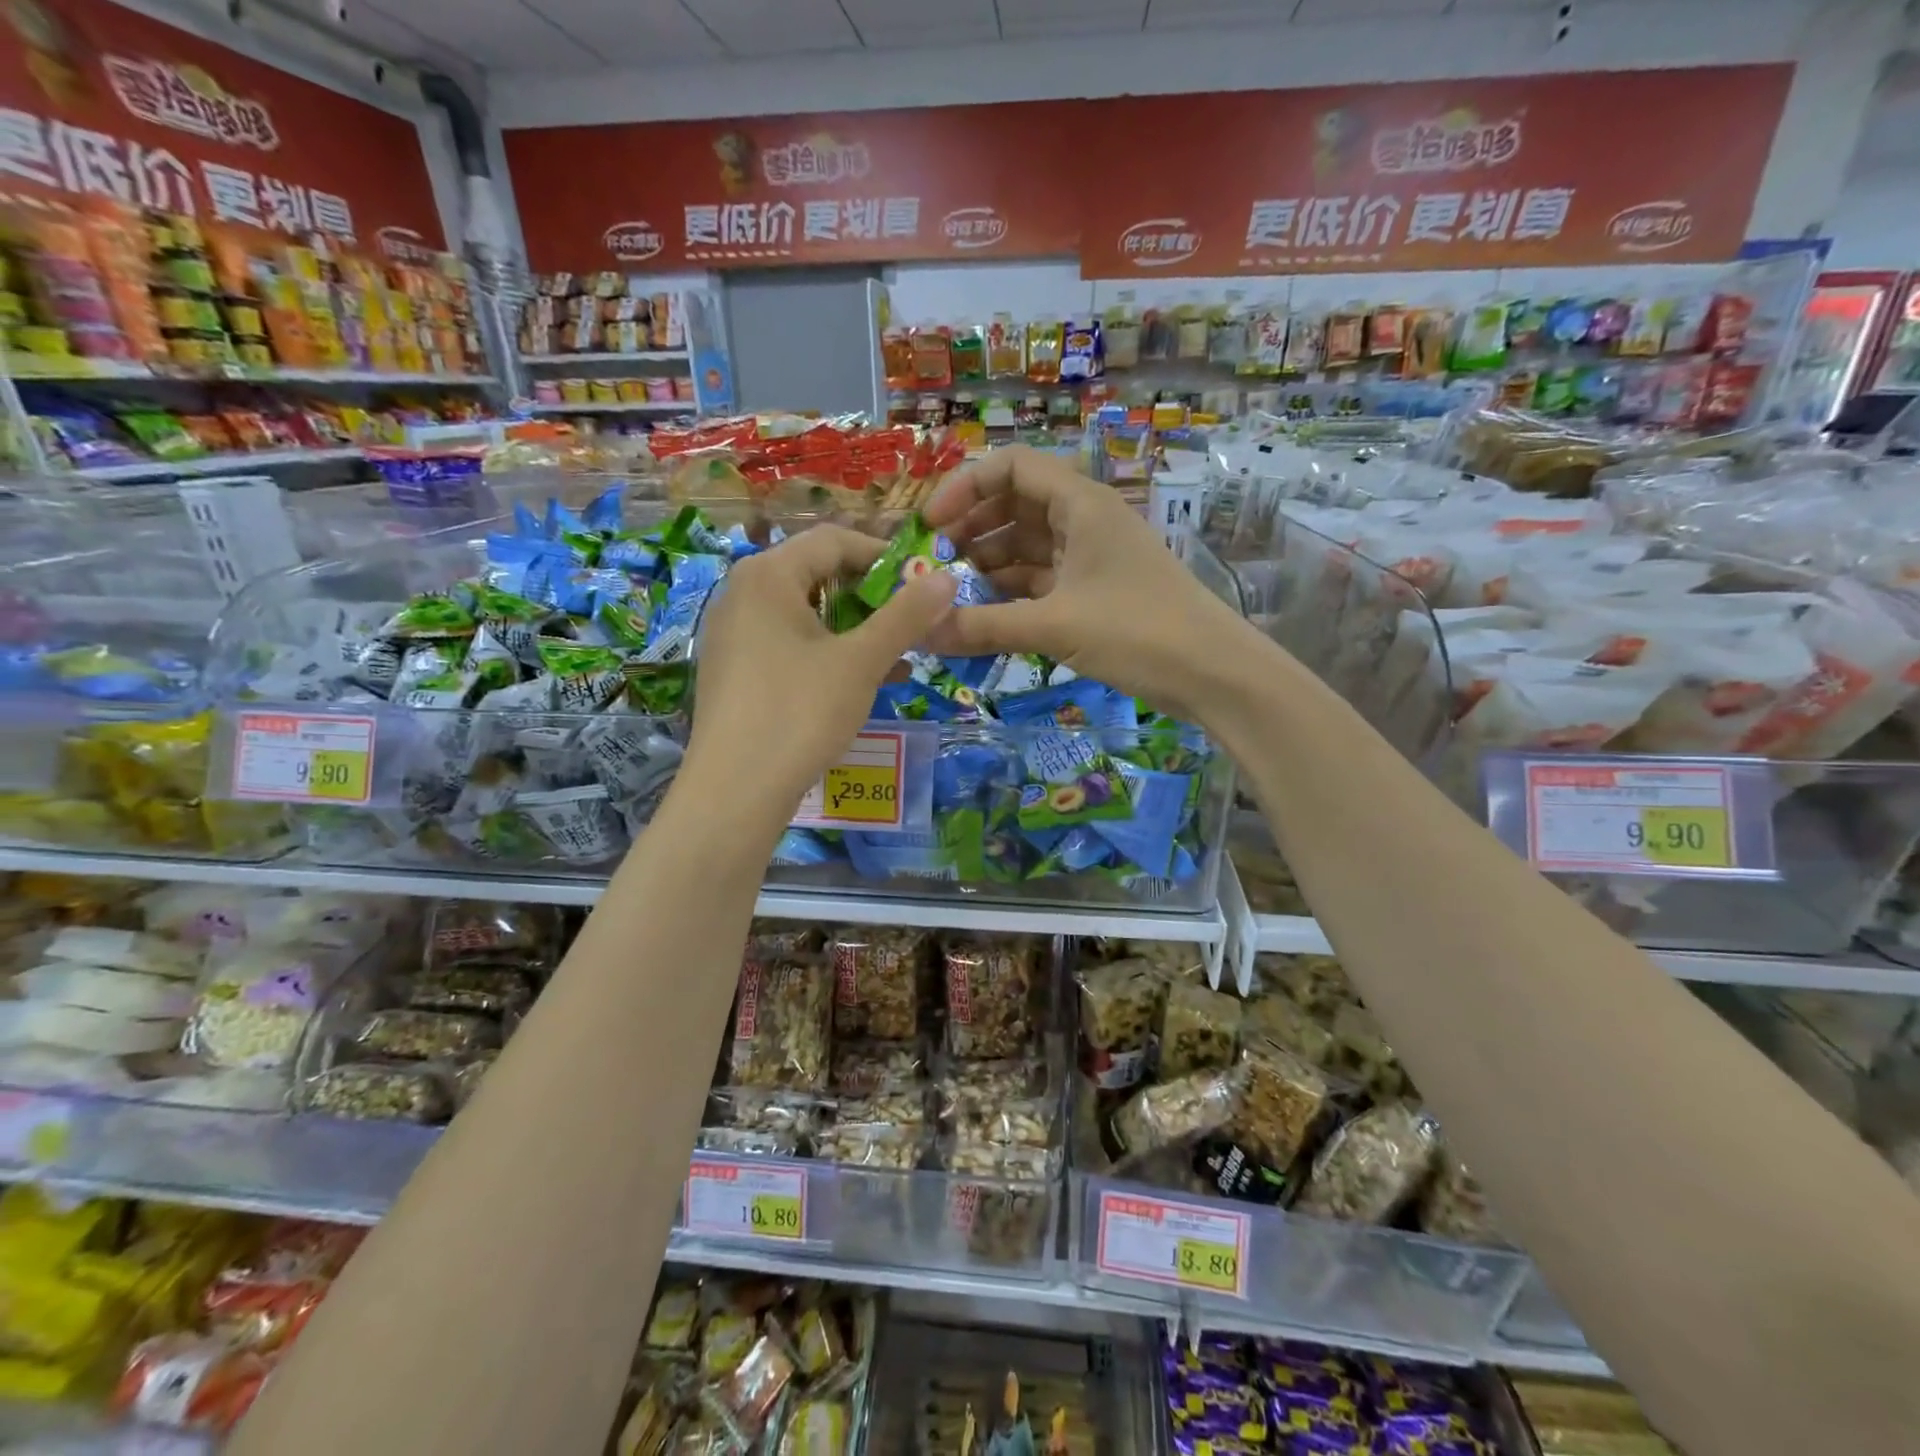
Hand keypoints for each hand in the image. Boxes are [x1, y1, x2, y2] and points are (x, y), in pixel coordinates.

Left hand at [684, 524, 955, 824]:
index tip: (922, 585)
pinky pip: (789, 646)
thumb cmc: (800, 713)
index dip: (884, 557)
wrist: (735, 791)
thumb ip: (905, 616)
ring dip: (855, 629)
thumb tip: (946, 578)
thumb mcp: (861, 661)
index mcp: (768, 575)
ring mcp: (733, 635)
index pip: (834, 541)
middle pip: (818, 575)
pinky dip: (828, 654)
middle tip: (911, 624)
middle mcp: (742, 594)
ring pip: (806, 615)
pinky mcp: (734, 671)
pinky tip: (863, 682)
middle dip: (871, 597)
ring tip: (897, 656)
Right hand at [923, 446, 1251, 720]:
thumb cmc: (1138, 631)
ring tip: (950, 595)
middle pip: (1014, 505)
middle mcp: (1084, 519)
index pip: (1010, 467)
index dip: (964, 488)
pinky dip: (1011, 593)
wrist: (1213, 672)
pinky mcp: (1095, 591)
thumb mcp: (1055, 625)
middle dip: (970, 530)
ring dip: (987, 565)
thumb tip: (921, 632)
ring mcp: (1091, 556)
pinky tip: (982, 616)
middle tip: (933, 566)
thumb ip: (984, 626)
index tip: (930, 526)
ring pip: (1026, 546)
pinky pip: (1041, 580)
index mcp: (1080, 503)